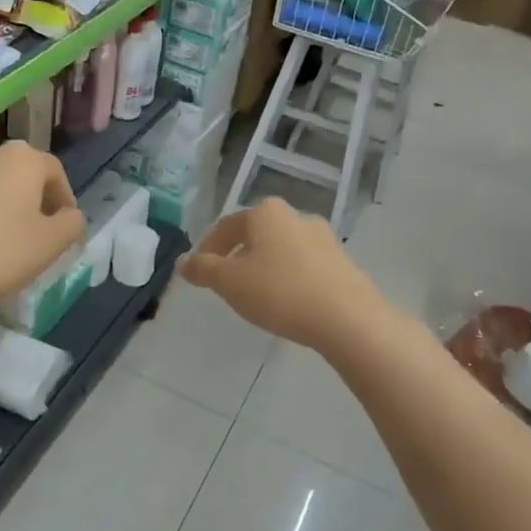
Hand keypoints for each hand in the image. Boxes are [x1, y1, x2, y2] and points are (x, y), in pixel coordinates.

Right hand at [180, 198, 386, 353]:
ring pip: (281, 249)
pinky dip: (288, 277)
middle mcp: (295, 216)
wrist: (347, 317)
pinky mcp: (342, 262)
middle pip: (255, 234)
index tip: (199, 273)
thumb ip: (203, 269)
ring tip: (255, 295)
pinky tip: (286, 301)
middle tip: (225, 283)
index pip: (226, 226)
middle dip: (237, 256)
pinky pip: (303, 265)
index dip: (208, 249)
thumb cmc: (279, 292)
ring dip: (264, 266)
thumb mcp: (229, 282)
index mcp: (265, 213)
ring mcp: (323, 238)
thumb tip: (183, 261)